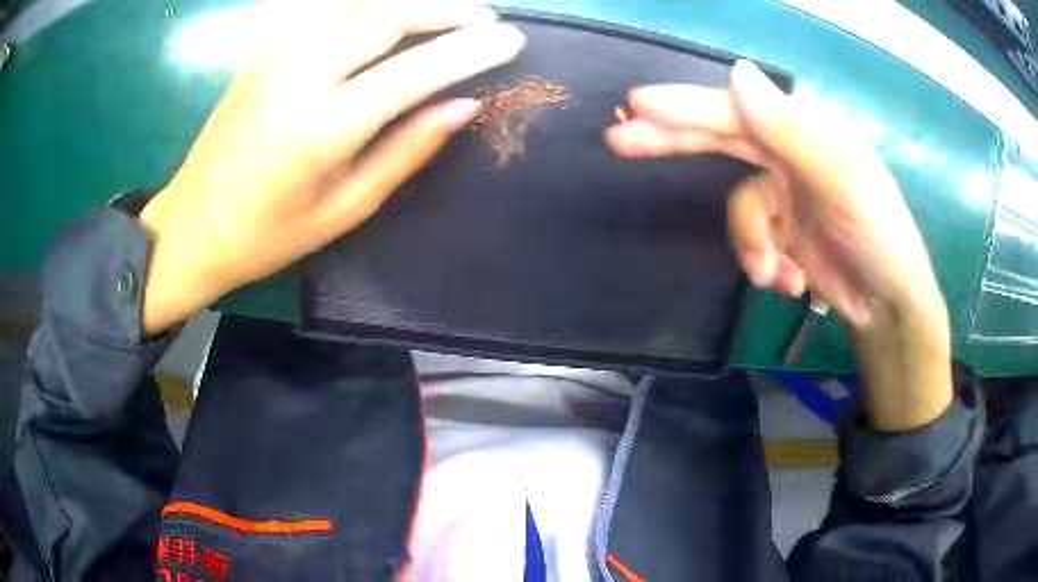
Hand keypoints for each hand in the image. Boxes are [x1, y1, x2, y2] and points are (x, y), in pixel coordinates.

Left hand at [139, 0, 524, 334]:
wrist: (193, 225)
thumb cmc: (268, 234)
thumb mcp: (345, 209)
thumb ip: (407, 151)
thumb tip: (465, 105)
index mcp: (322, 129)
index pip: (413, 70)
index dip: (470, 50)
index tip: (512, 41)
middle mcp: (299, 75)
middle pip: (386, 14)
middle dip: (446, 8)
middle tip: (485, 18)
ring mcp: (275, 53)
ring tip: (444, 7)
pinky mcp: (262, 48)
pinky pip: (319, 3)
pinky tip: (383, 7)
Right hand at [606, 60, 951, 430]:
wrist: (888, 308)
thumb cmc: (881, 239)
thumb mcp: (843, 183)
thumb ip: (791, 131)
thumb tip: (737, 73)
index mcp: (806, 131)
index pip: (738, 110)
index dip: (689, 106)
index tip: (639, 104)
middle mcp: (789, 153)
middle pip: (723, 138)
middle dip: (673, 141)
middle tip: (619, 138)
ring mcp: (784, 194)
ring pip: (739, 208)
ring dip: (751, 244)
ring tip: (774, 274)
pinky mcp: (781, 232)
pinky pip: (753, 240)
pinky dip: (765, 262)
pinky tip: (789, 282)